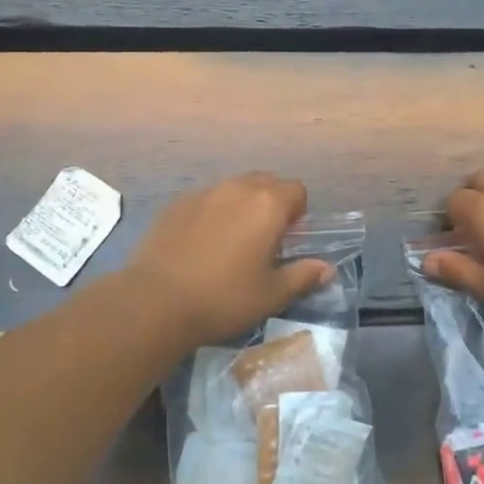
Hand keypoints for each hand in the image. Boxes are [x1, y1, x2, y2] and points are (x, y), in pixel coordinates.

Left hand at [124, 173, 334, 347]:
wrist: (156, 301)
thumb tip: (326, 269)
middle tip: (264, 241)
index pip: (297, 190)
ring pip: (234, 189)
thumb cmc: (224, 298)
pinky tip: (200, 245)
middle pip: (266, 182)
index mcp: (268, 205)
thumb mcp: (271, 295)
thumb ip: (303, 276)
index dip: (298, 214)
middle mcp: (237, 188)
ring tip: (231, 243)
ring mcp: (203, 193)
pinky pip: (206, 199)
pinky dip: (212, 213)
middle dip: (272, 204)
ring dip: (241, 206)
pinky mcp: (176, 204)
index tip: (288, 241)